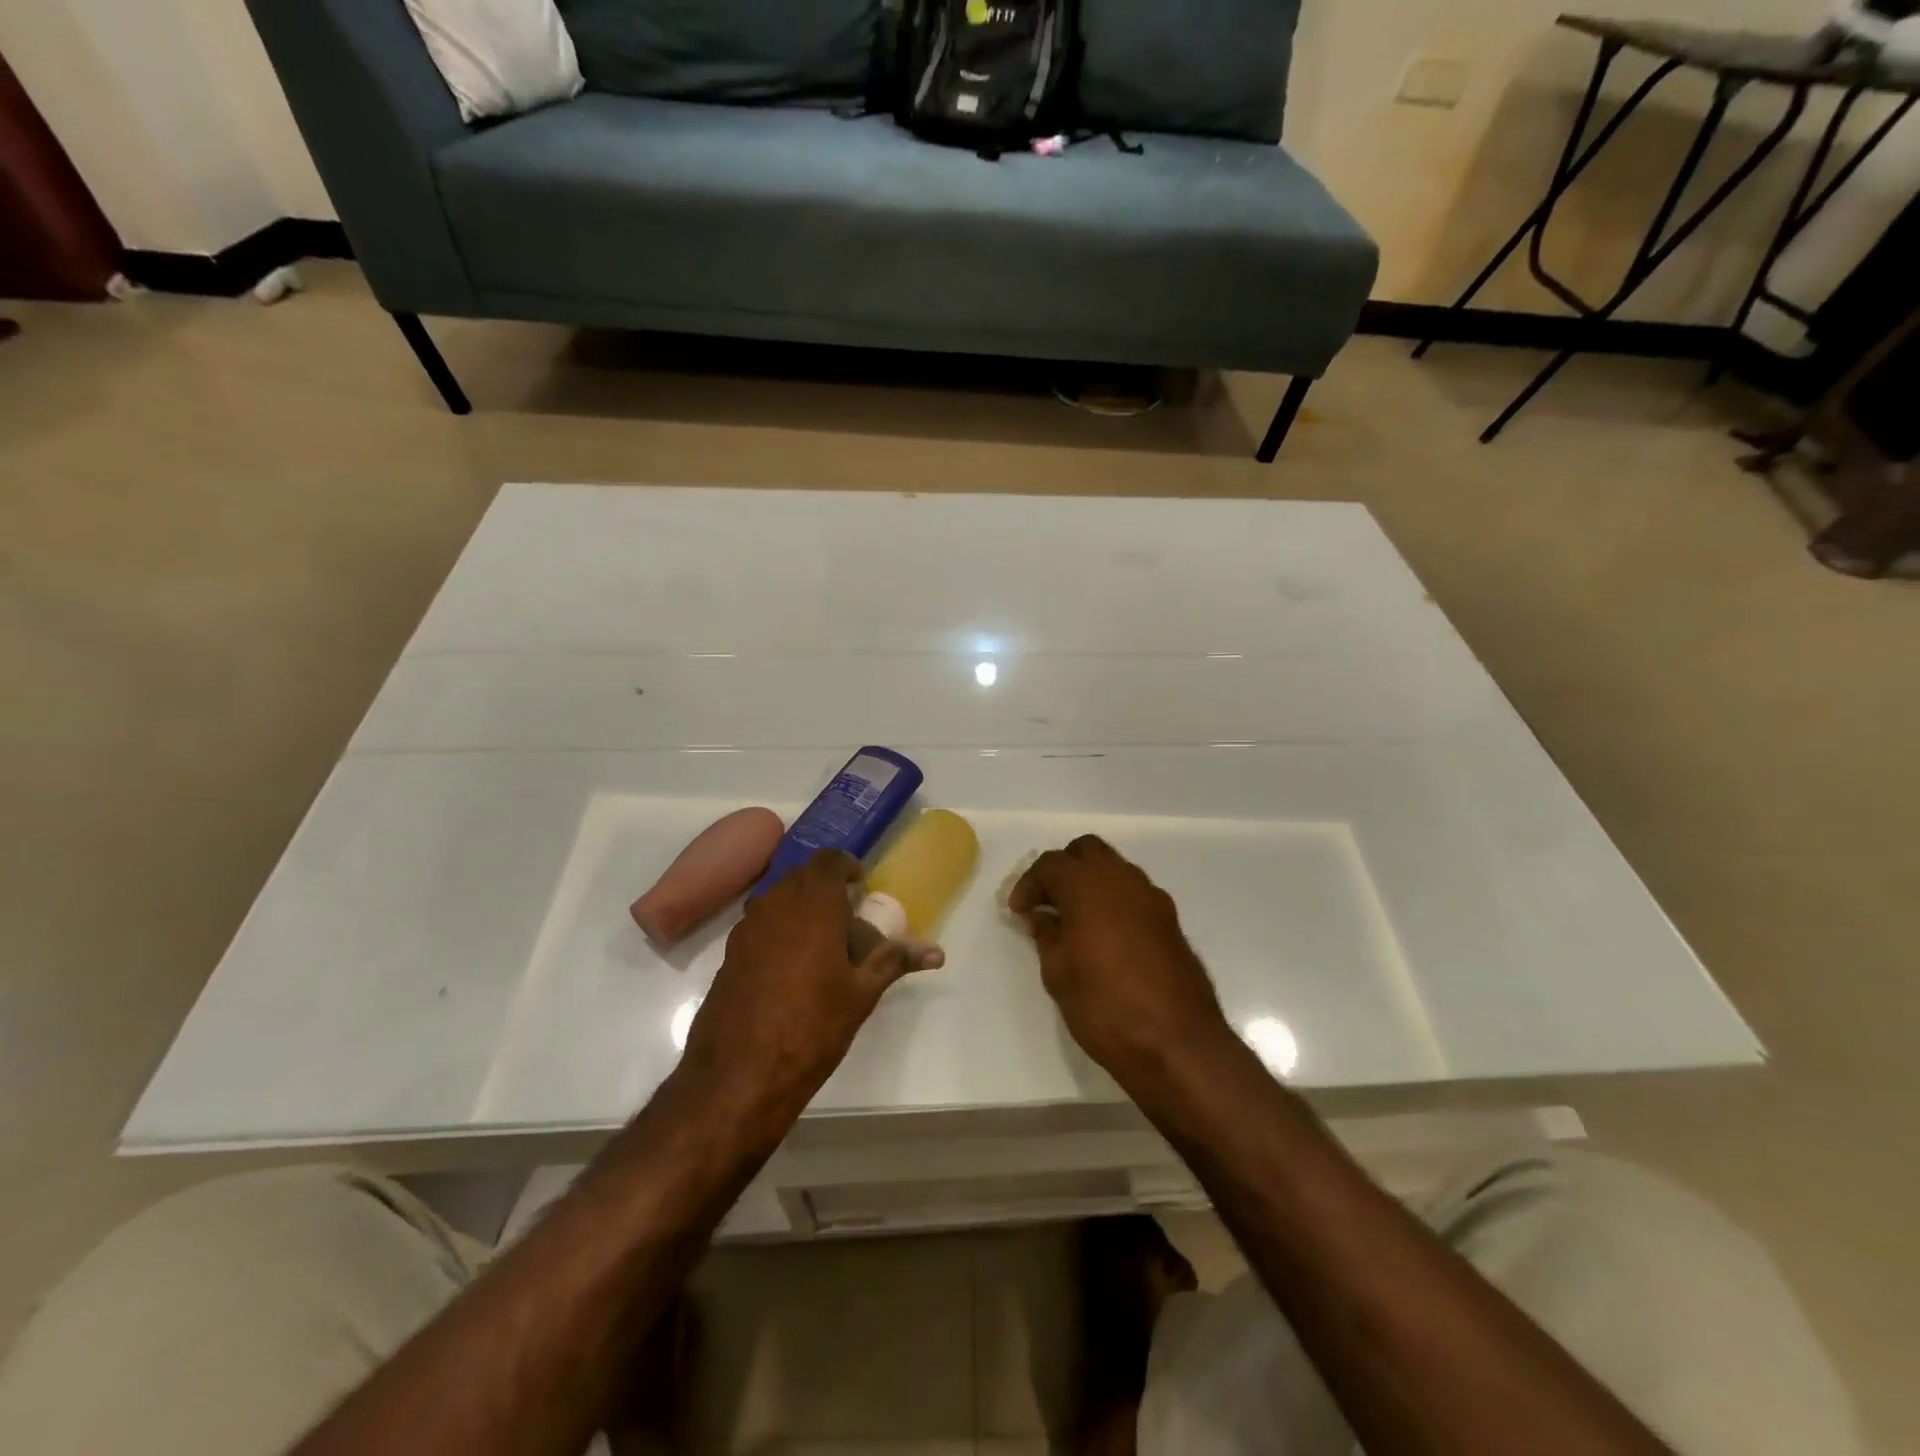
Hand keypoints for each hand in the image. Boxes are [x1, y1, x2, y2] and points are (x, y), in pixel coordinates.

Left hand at [680, 850, 942, 1110]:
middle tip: (848, 917)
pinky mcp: (728, 955)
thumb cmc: (812, 1028)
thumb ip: (894, 961)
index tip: (861, 886)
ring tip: (822, 944)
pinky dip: (778, 931)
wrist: (739, 1076)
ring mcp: (746, 930)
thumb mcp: (861, 994)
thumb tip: (937, 952)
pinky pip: (759, 926)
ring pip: (777, 900)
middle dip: (825, 888)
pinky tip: (791, 969)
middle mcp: (775, 907)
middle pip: (801, 877)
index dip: (846, 867)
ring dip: (800, 908)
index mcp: (812, 907)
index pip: (828, 861)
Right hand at [1010, 836, 1229, 1078]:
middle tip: (1046, 902)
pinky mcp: (1170, 921)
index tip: (1018, 911)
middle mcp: (1122, 880)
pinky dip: (1113, 901)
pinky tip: (1104, 935)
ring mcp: (1152, 898)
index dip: (1029, 884)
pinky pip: (1134, 894)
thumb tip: (1042, 917)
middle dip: (1062, 869)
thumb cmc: (1105, 1006)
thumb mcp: (1058, 974)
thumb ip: (1047, 935)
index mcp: (1088, 886)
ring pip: (1114, 869)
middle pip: (1087, 851)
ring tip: (1073, 919)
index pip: (1051, 864)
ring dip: (1090, 883)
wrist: (1177, 1043)